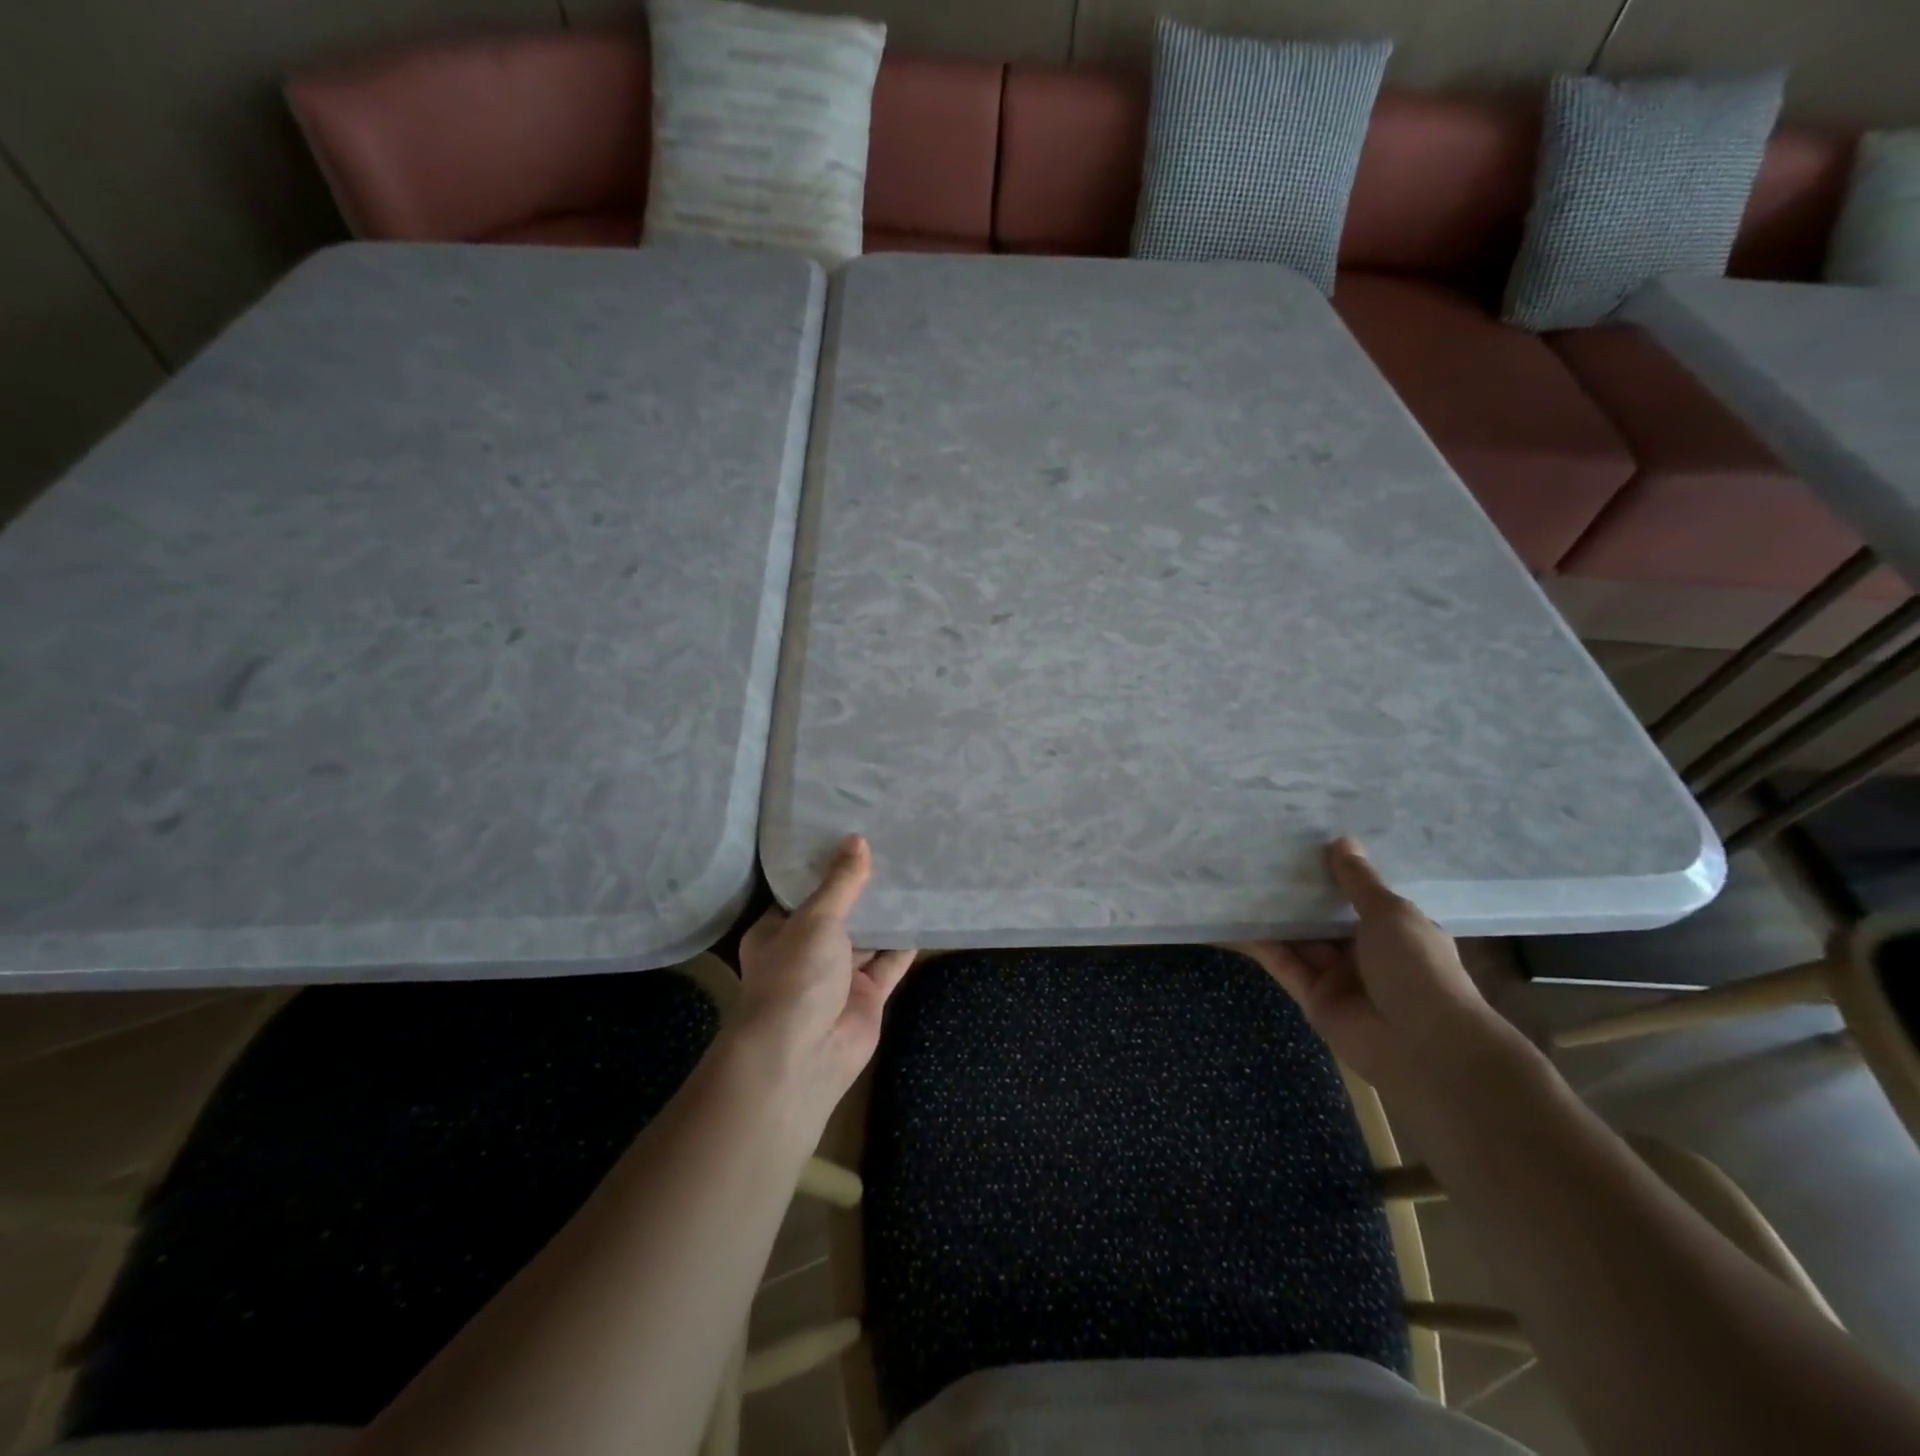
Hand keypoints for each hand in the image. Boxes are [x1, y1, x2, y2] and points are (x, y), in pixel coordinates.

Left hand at [736, 835, 914, 1112]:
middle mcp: (807, 951)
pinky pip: (890, 962)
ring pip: (868, 937)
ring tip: (915, 872)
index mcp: (779, 931)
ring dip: (887, 913)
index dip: (828, 867)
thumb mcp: (815, 919)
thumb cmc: (796, 976)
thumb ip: (841, 883)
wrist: (803, 1056)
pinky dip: (906, 943)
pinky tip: (926, 913)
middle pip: (840, 913)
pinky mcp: (868, 996)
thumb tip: (857, 840)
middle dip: (863, 889)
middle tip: (893, 847)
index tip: (854, 836)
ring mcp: (839, 976)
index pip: (804, 892)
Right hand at [1230, 837, 1508, 1090]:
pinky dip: (1260, 944)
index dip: (1337, 872)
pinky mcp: (1313, 998)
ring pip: (1300, 939)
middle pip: (1325, 917)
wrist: (1422, 1046)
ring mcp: (1339, 977)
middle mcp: (1367, 952)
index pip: (1362, 897)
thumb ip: (1359, 881)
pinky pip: (1283, 964)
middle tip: (1262, 855)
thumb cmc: (1417, 967)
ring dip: (1274, 915)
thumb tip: (1342, 840)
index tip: (1307, 843)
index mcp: (1397, 931)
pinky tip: (1233, 920)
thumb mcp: (1391, 914)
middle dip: (1299, 892)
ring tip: (1240, 879)